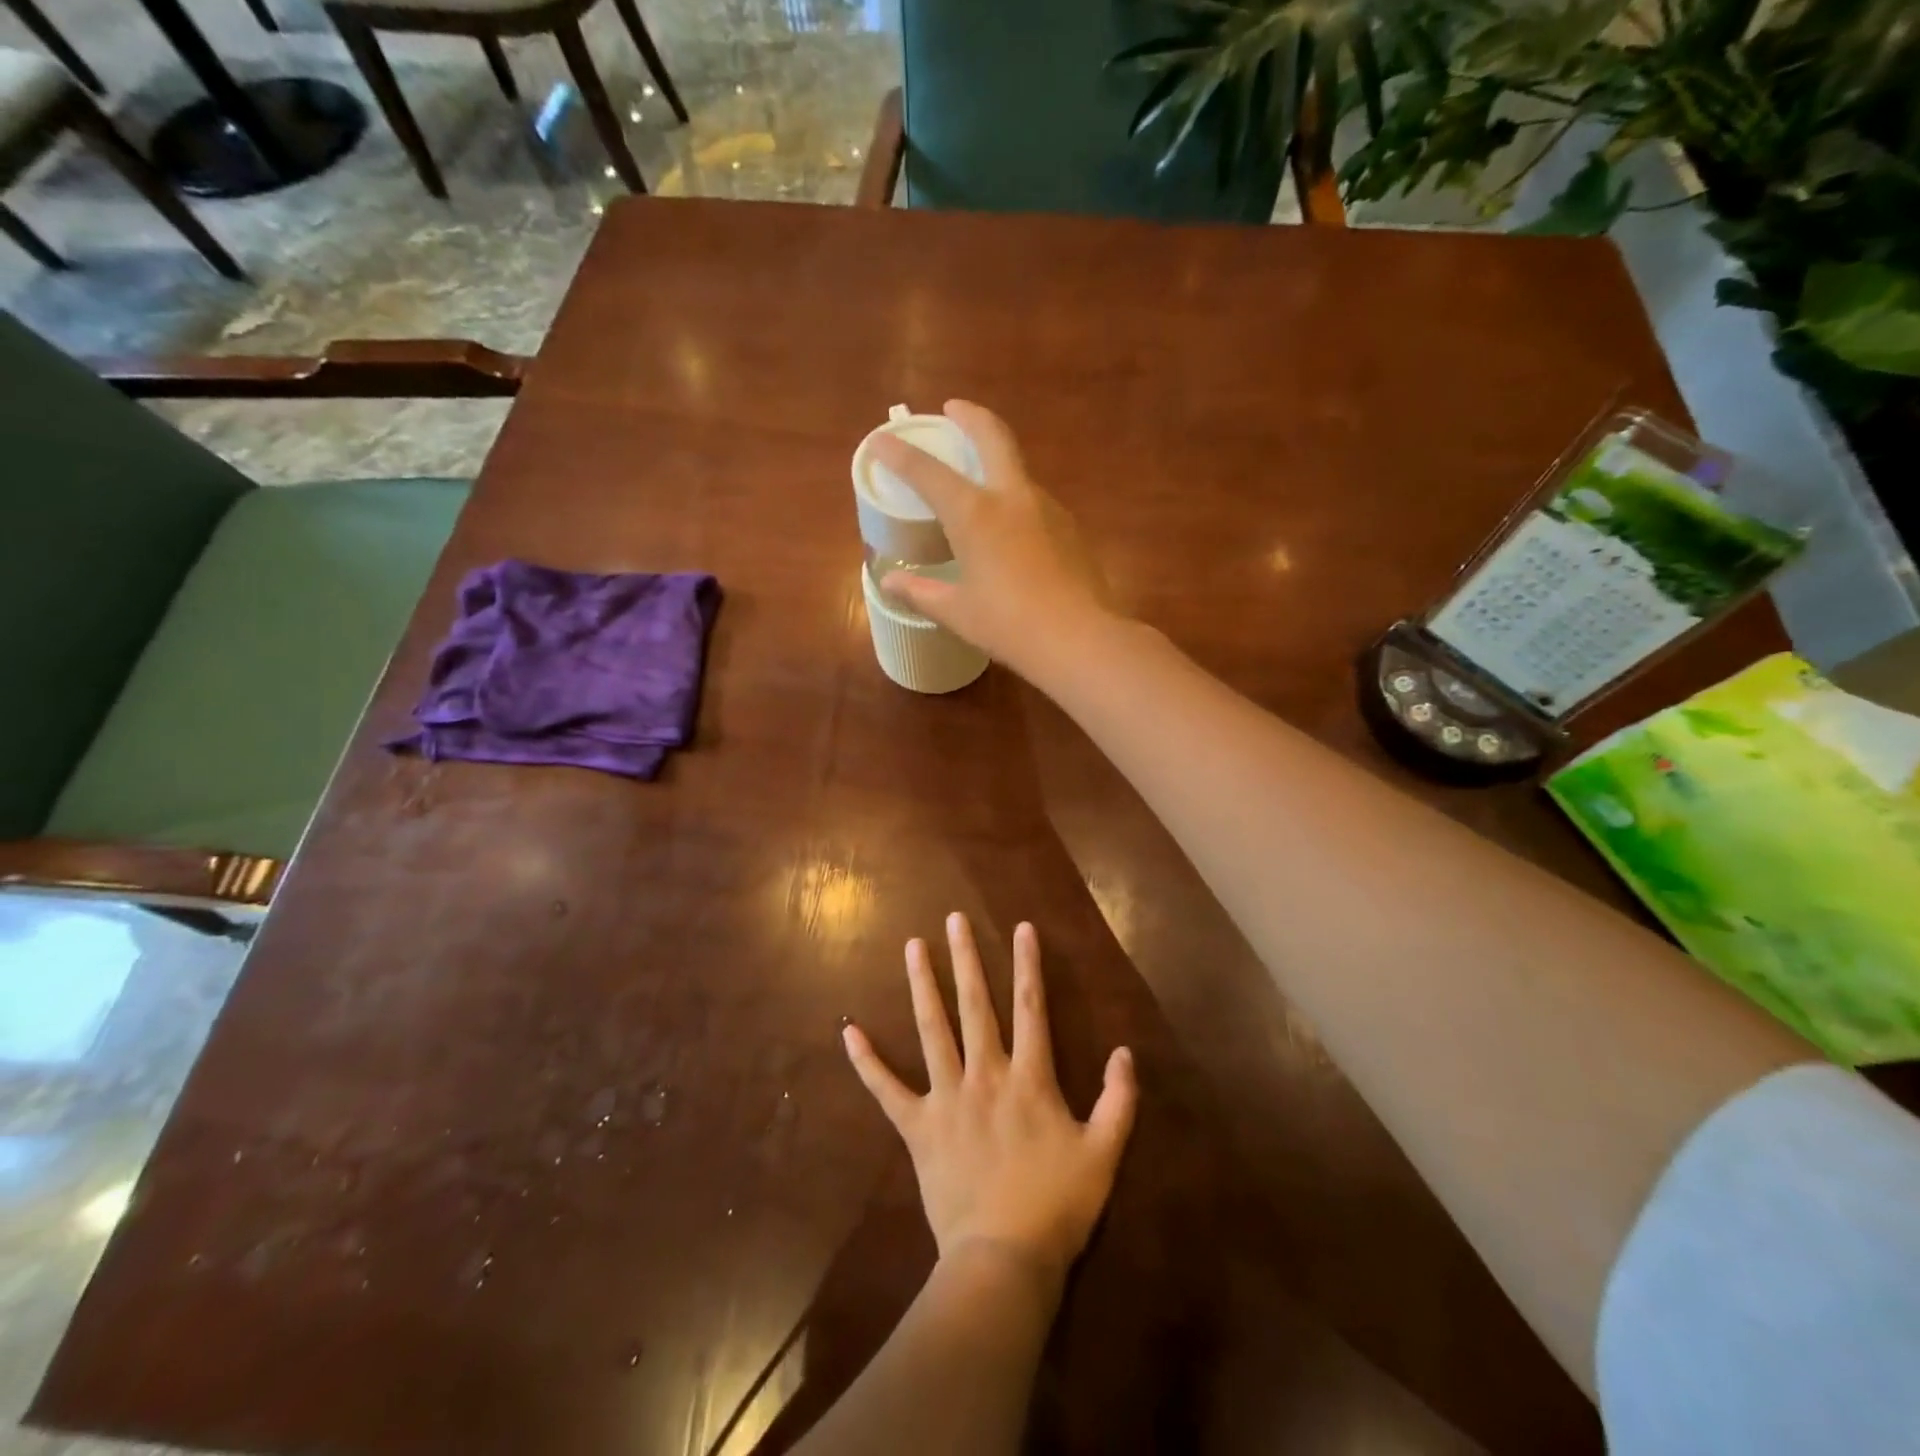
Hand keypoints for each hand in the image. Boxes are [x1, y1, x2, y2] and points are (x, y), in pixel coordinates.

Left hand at [843, 914, 1137, 1288]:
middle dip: (966, 958)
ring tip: (913, 947)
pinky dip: (867, 1061)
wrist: (1004, 1260)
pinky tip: (849, 1031)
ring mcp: (946, 1097)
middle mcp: (985, 1074)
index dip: (1027, 965)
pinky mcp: (918, 1126)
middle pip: (974, 1005)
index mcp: (1029, 1078)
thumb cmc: (1058, 1206)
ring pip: (932, 1029)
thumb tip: (1125, 1052)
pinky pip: (886, 1089)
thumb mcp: (1104, 1154)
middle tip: (953, 920)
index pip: (1031, 1007)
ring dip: (922, 986)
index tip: (1021, 927)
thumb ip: (1119, 1101)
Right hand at [868, 402, 1119, 681]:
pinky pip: (1035, 502)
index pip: (928, 472)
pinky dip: (1015, 500)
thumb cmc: (1009, 625)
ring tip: (979, 479)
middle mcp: (1012, 498)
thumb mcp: (958, 612)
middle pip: (993, 436)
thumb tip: (889, 583)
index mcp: (975, 514)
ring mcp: (1047, 509)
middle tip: (954, 408)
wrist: (1080, 639)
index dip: (900, 454)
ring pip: (1018, 470)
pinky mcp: (1070, 528)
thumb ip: (921, 592)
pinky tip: (1011, 529)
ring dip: (997, 460)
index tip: (881, 440)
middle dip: (970, 416)